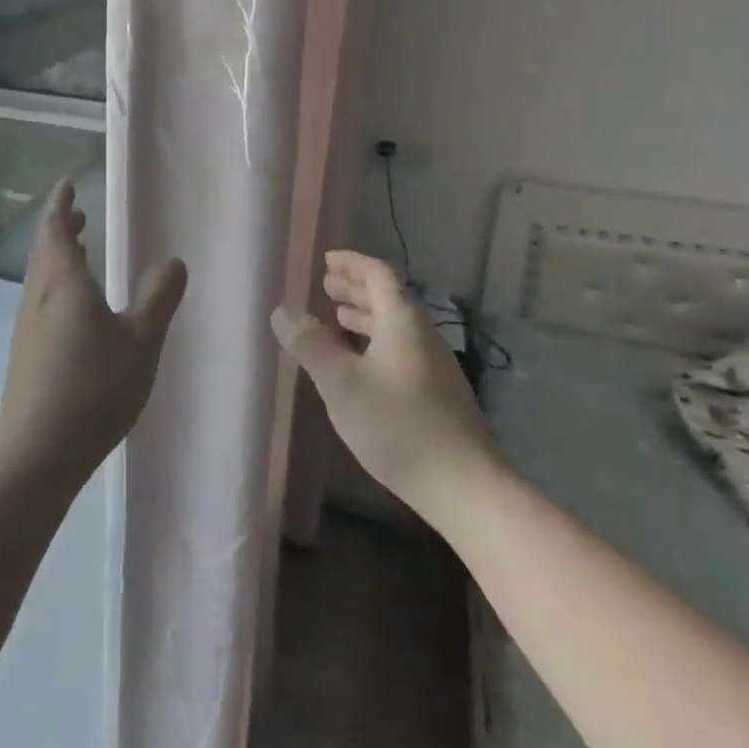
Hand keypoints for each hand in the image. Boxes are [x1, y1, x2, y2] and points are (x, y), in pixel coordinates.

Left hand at [0, 181, 187, 485]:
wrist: (37, 453)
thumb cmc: (93, 388)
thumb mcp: (140, 342)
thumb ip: (158, 298)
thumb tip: (173, 261)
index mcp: (64, 284)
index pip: (57, 230)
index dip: (61, 205)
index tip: (67, 185)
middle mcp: (40, 298)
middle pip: (45, 251)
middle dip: (60, 228)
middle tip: (78, 213)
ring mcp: (29, 328)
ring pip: (42, 278)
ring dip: (58, 256)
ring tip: (80, 249)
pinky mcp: (27, 355)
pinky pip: (43, 301)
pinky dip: (58, 285)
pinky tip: (75, 306)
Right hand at [272, 250, 498, 519]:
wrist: (465, 487)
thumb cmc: (397, 425)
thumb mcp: (341, 383)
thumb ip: (311, 345)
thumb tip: (283, 311)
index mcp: (402, 320)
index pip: (377, 274)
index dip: (352, 263)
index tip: (327, 260)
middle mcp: (422, 334)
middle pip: (389, 298)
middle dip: (356, 289)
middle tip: (327, 287)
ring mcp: (434, 365)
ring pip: (395, 326)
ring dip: (365, 316)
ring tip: (338, 319)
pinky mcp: (438, 394)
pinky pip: (401, 349)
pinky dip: (375, 342)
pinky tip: (360, 365)